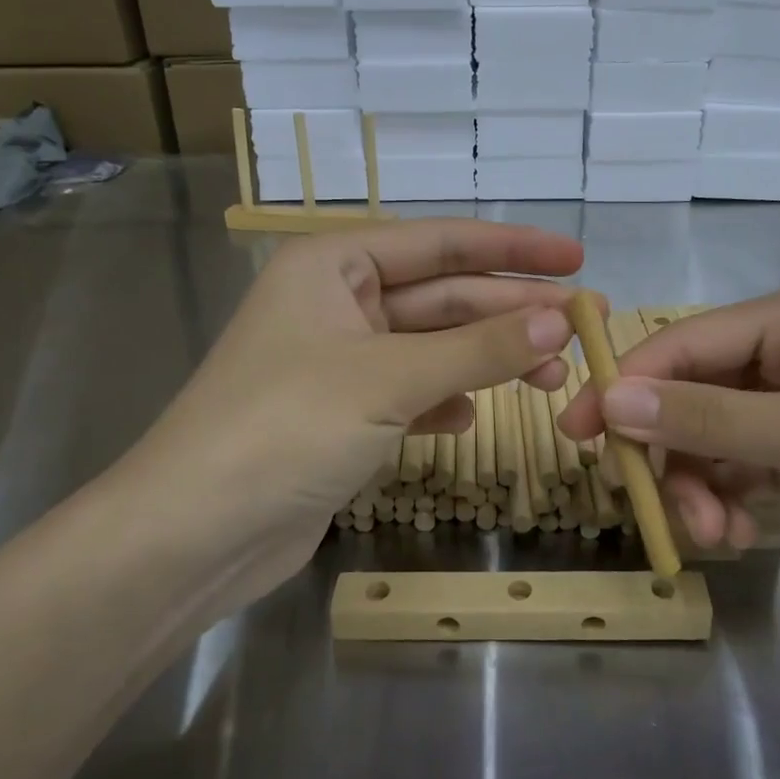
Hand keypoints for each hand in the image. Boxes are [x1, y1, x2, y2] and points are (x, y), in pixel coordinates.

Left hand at [93, 220, 581, 584]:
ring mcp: (339, 362)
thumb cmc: (284, 428)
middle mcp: (336, 302)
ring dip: (489, 360)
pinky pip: (411, 393)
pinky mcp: (342, 416)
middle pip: (442, 296)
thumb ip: (478, 349)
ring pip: (433, 348)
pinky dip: (446, 400)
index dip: (513, 250)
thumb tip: (561, 319)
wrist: (193, 536)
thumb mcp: (389, 379)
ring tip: (555, 376)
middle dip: (511, 311)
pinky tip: (474, 416)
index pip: (440, 243)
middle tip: (586, 323)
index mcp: (333, 264)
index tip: (577, 259)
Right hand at [558, 278, 779, 610]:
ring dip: (701, 483)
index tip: (578, 434)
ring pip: (713, 435)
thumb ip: (709, 417)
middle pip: (693, 391)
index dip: (626, 383)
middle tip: (666, 512)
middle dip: (675, 451)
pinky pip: (742, 465)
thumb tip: (608, 399)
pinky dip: (730, 497)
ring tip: (717, 533)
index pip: (683, 341)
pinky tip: (740, 532)